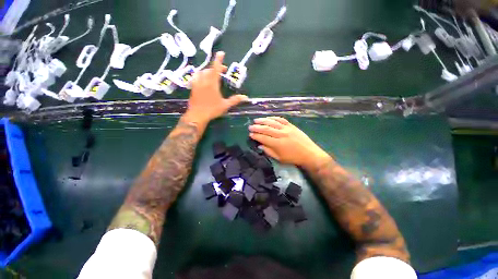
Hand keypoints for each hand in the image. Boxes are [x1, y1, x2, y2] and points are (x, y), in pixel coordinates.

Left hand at [183, 52, 247, 127]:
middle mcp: (204, 81)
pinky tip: (203, 80)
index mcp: (212, 84)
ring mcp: (197, 84)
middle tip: (222, 70)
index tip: (221, 53)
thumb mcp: (225, 105)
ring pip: (201, 72)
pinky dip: (201, 75)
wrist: (197, 115)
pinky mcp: (193, 88)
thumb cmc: (212, 110)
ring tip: (212, 74)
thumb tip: (245, 97)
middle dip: (216, 67)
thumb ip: (235, 100)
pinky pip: (196, 77)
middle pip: (209, 69)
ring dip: (208, 71)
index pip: (216, 68)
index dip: (218, 60)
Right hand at [249, 117, 330, 168]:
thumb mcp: (279, 158)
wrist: (309, 154)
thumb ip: (268, 151)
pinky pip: (281, 119)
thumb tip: (259, 145)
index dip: (256, 136)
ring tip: (256, 120)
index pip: (263, 138)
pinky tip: (268, 118)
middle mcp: (281, 134)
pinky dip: (273, 118)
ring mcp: (287, 129)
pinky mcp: (291, 126)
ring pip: (272, 122)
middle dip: (257, 127)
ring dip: (263, 121)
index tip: (250, 134)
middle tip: (250, 127)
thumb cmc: (293, 158)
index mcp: (278, 144)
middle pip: (266, 129)